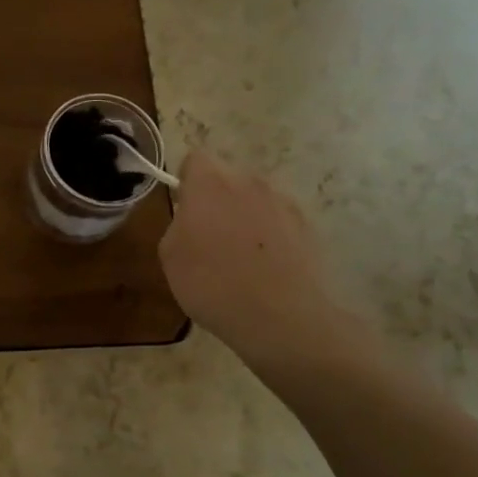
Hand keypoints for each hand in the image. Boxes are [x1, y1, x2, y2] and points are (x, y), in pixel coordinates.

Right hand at [158, 152, 375, 381]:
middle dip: (217, 199)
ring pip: (255, 199)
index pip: (195, 159)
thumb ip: (178, 222)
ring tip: (240, 257)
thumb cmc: (211, 283)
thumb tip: (191, 217)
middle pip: (228, 178)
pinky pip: (279, 221)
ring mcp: (284, 202)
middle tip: (208, 237)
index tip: (184, 209)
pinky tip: (265, 269)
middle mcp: (250, 182)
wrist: (279, 317)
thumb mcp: (169, 254)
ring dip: (245, 216)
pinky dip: (270, 236)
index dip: (187, 181)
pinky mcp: (308, 226)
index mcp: (211, 182)